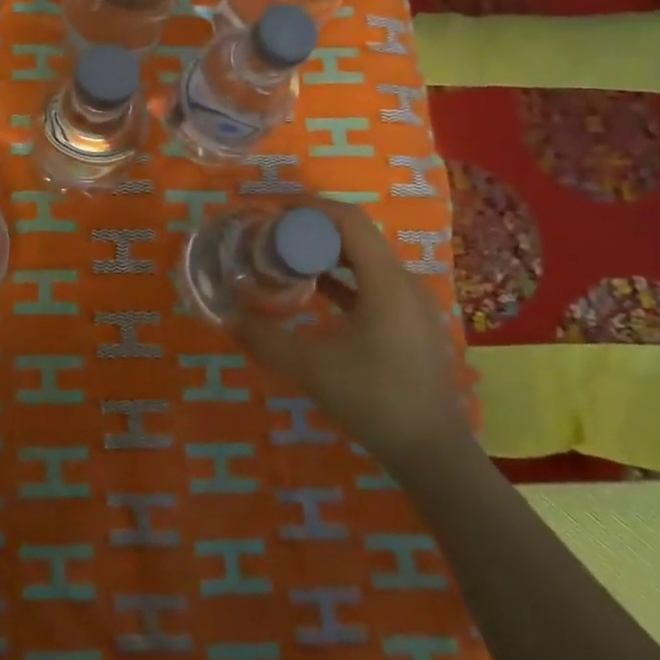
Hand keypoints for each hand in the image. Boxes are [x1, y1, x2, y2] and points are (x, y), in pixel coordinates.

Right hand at [231, 198, 472, 474]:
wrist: (432, 452)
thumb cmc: (374, 400)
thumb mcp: (311, 369)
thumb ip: (266, 339)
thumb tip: (226, 318)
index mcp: (385, 282)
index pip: (348, 221)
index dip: (310, 208)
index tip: (272, 210)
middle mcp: (402, 283)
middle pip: (356, 235)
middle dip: (312, 228)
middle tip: (272, 234)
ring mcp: (410, 303)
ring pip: (364, 259)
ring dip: (326, 251)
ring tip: (287, 256)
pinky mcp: (409, 323)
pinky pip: (372, 282)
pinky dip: (342, 276)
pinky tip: (315, 288)